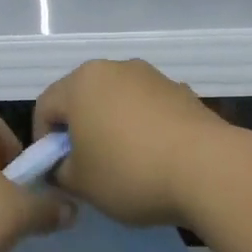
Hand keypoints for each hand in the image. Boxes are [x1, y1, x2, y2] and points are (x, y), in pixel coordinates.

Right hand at [33, 59, 228, 227]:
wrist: (209, 169)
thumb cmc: (130, 172)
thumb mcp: (80, 183)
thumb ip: (60, 172)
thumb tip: (64, 167)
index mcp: (81, 83)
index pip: (45, 107)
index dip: (43, 142)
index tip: (56, 172)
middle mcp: (115, 68)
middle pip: (82, 99)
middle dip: (78, 131)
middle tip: (86, 168)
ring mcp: (153, 77)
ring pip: (117, 102)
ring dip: (112, 128)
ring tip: (124, 164)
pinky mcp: (183, 92)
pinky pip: (148, 110)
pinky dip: (143, 129)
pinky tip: (155, 159)